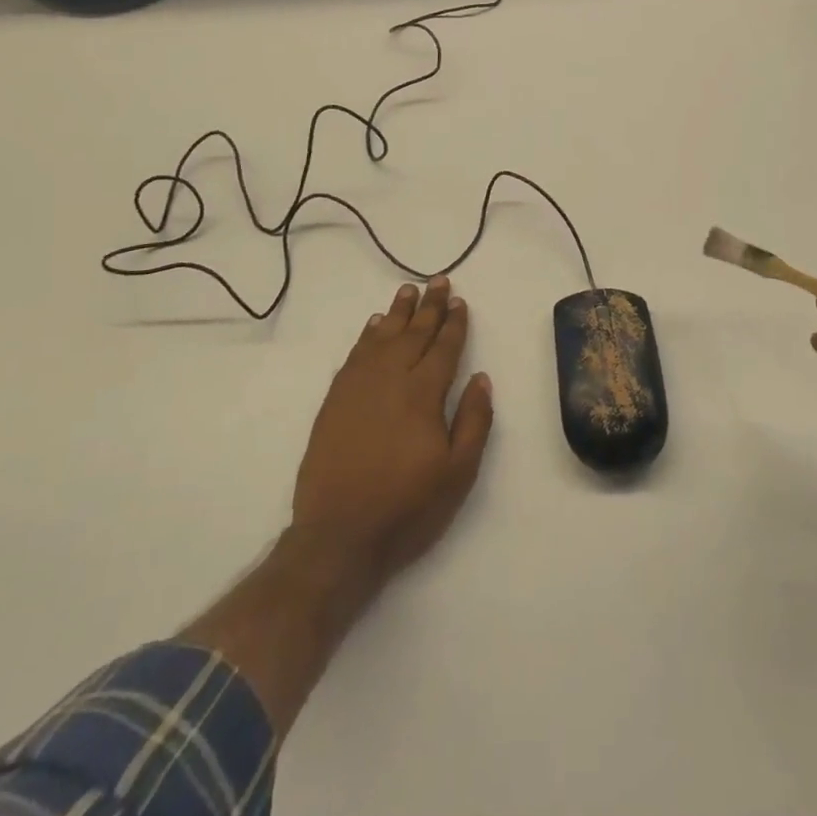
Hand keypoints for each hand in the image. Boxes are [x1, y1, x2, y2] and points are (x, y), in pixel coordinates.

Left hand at [291, 277, 494, 587]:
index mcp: (423, 394)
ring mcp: (358, 387)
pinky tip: (375, 325)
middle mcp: (390, 379)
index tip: (460, 301)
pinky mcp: (335, 399)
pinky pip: (355, 354)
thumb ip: (473, 421)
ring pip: (382, 337)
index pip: (443, 348)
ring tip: (408, 291)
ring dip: (398, 312)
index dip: (454, 324)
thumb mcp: (458, 473)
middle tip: (438, 281)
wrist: (339, 534)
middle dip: (429, 306)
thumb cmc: (407, 507)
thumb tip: (481, 378)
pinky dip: (367, 335)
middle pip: (414, 333)